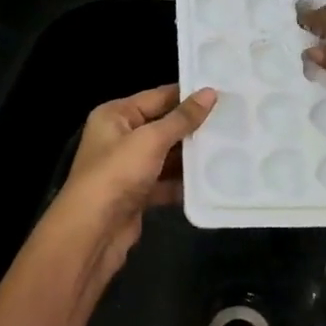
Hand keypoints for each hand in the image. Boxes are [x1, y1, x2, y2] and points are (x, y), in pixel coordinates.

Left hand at [42, 84, 215, 287]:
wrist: (92, 232)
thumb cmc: (117, 174)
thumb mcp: (151, 140)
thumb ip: (182, 118)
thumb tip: (210, 93)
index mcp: (115, 115)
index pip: (157, 96)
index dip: (188, 95)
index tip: (223, 93)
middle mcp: (119, 137)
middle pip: (163, 126)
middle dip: (193, 127)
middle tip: (233, 121)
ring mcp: (128, 168)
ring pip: (166, 156)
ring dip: (192, 156)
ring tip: (230, 147)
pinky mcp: (137, 194)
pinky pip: (165, 182)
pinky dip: (184, 182)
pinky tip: (212, 179)